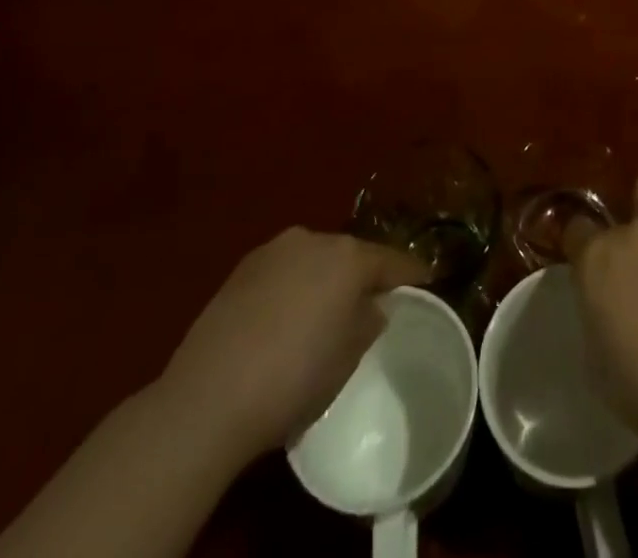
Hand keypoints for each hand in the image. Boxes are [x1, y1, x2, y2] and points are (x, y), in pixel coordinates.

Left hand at [155, 228, 425, 460]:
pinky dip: (292, 287)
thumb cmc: (293, 379)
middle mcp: (315, 240)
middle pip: (350, 254)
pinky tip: (284, 318)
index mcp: (349, 257)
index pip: (392, 261)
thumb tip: (371, 308)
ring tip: (324, 310)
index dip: (412, 272)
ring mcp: (274, 251)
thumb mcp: (346, 359)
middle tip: (371, 300)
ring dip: (324, 278)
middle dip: (362, 274)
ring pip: (314, 259)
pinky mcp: (241, 269)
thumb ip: (367, 323)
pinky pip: (283, 271)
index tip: (429, 278)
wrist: (208, 397)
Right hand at [564, 174, 637, 448]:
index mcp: (595, 261)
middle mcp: (630, 230)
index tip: (588, 268)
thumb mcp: (597, 363)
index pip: (575, 231)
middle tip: (635, 264)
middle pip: (617, 210)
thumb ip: (595, 314)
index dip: (580, 248)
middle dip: (622, 232)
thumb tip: (604, 302)